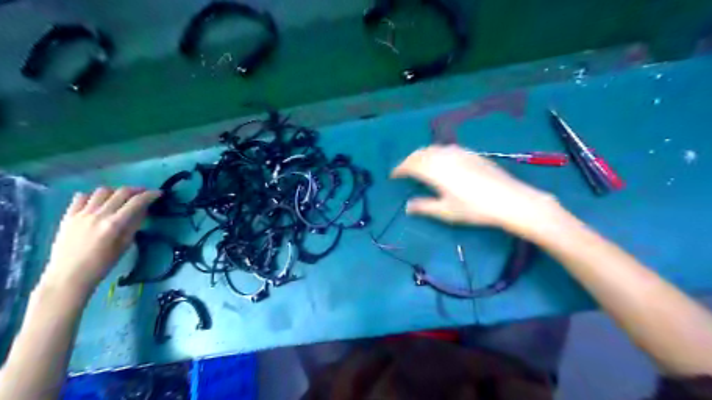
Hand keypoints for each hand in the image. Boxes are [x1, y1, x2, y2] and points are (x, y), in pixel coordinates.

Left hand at [41, 187, 160, 294]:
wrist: (69, 276)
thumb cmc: (103, 264)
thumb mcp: (125, 245)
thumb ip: (134, 225)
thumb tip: (143, 210)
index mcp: (114, 224)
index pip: (137, 202)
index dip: (150, 195)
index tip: (159, 193)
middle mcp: (99, 214)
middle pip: (121, 192)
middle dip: (137, 190)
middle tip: (144, 193)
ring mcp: (81, 213)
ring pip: (102, 191)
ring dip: (115, 191)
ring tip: (121, 197)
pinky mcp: (68, 216)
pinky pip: (81, 197)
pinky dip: (93, 196)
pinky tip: (98, 202)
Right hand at [388, 146, 560, 233]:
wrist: (509, 199)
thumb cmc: (474, 208)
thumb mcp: (446, 211)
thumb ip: (424, 206)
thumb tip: (408, 206)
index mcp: (434, 170)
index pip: (410, 165)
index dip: (399, 169)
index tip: (393, 176)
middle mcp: (443, 156)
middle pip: (420, 153)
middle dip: (409, 160)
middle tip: (404, 170)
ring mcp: (458, 152)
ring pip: (433, 148)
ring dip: (422, 155)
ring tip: (419, 165)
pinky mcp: (470, 153)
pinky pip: (446, 148)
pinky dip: (436, 153)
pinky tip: (441, 161)